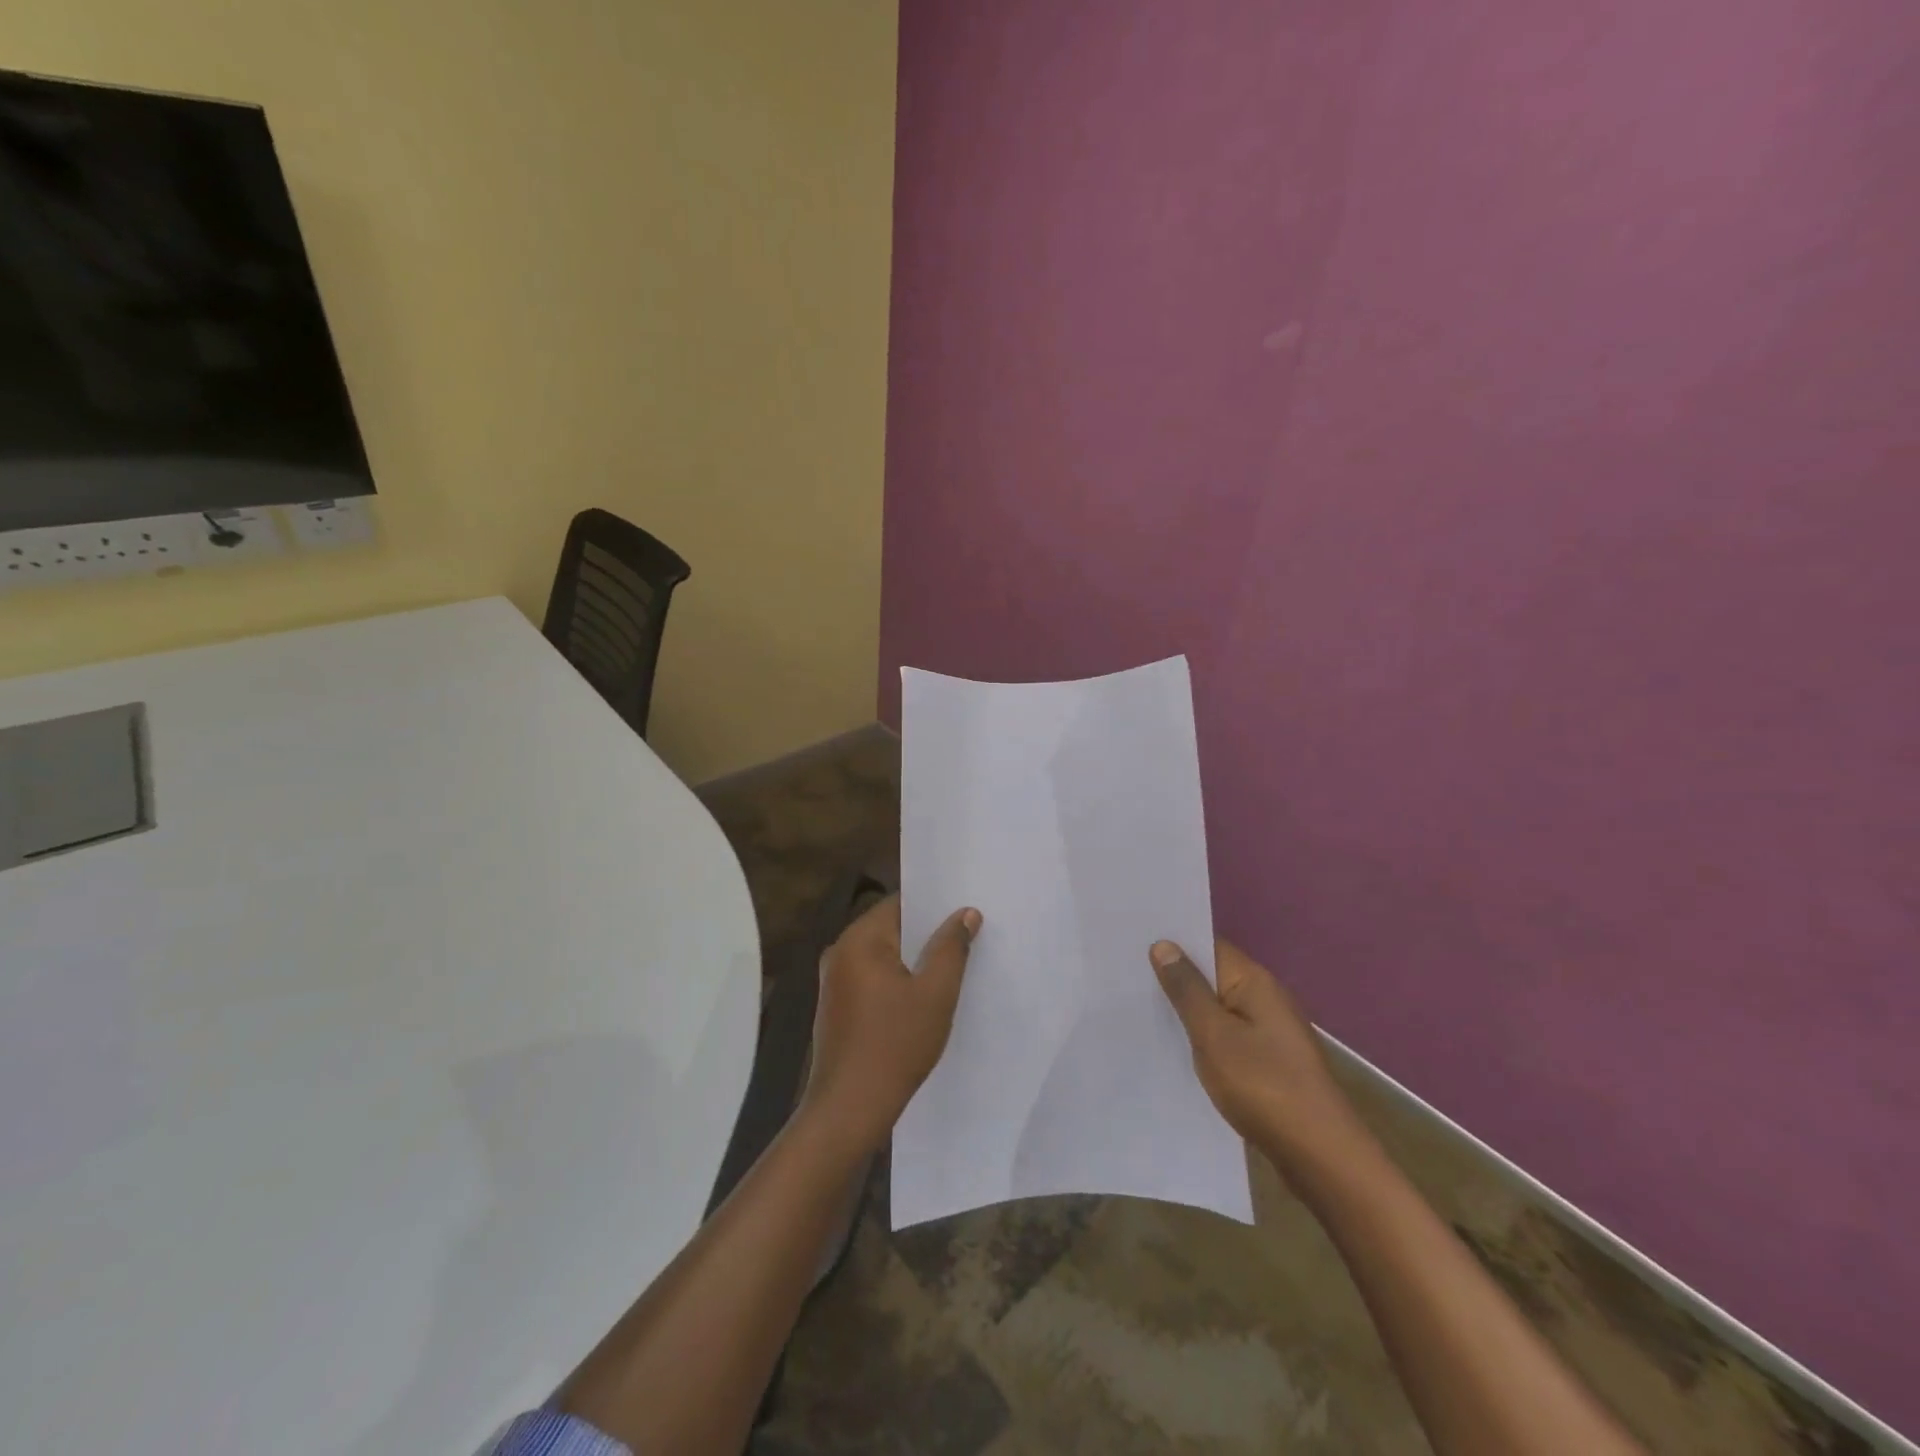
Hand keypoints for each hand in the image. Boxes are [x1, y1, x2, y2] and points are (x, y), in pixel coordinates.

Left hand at [801, 896, 980, 1152]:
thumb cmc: (895, 1045)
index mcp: (859, 939)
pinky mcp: (837, 1006)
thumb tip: (966, 913)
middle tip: (967, 935)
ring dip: (914, 959)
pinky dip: (898, 979)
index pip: (900, 903)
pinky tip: (924, 995)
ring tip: (952, 964)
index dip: (934, 904)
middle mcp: (840, 952)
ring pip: (883, 955)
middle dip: (927, 932)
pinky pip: (873, 977)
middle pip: (891, 927)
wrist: (848, 1109)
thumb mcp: (935, 994)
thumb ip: (951, 948)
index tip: (964, 909)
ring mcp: (835, 981)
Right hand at [1151, 938, 1364, 1170]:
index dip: (1173, 941)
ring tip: (1139, 1008)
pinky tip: (1176, 1048)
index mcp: (1254, 981)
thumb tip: (1165, 945)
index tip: (1132, 942)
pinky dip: (1203, 1036)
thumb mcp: (1214, 1035)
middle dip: (1175, 976)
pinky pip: (1227, 1035)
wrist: (1321, 1157)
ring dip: (1187, 1009)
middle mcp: (1265, 998)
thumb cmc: (1264, 1086)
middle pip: (1213, 975)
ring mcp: (1270, 1031)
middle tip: (1125, 975)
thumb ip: (1187, 990)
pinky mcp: (1268, 1060)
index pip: (1208, 945)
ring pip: (1218, 1007)